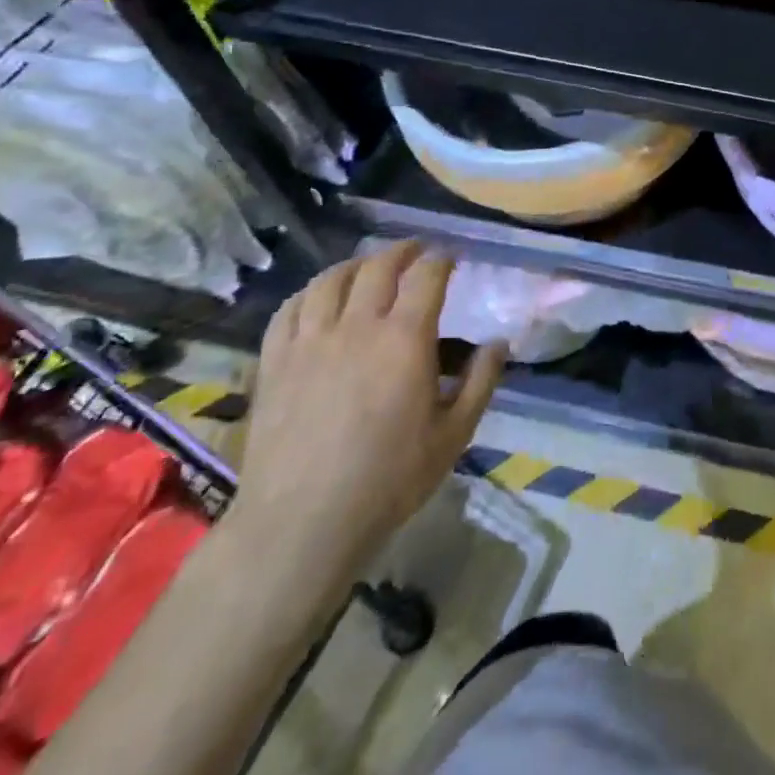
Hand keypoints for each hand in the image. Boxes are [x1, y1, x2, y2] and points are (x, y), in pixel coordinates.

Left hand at [225, 244, 507, 589]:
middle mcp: (357, 326)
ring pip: (331, 280)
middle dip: (402, 251)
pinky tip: (319, 297)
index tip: (450, 257)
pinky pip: (290, 309)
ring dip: (356, 265)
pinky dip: (310, 292)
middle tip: (415, 252)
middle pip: (378, 267)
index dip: (441, 259)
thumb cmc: (388, 480)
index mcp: (405, 339)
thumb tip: (500, 343)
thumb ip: (480, 383)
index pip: (426, 276)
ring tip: (367, 267)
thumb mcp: (453, 435)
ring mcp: (310, 341)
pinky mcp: (274, 362)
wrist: (302, 523)